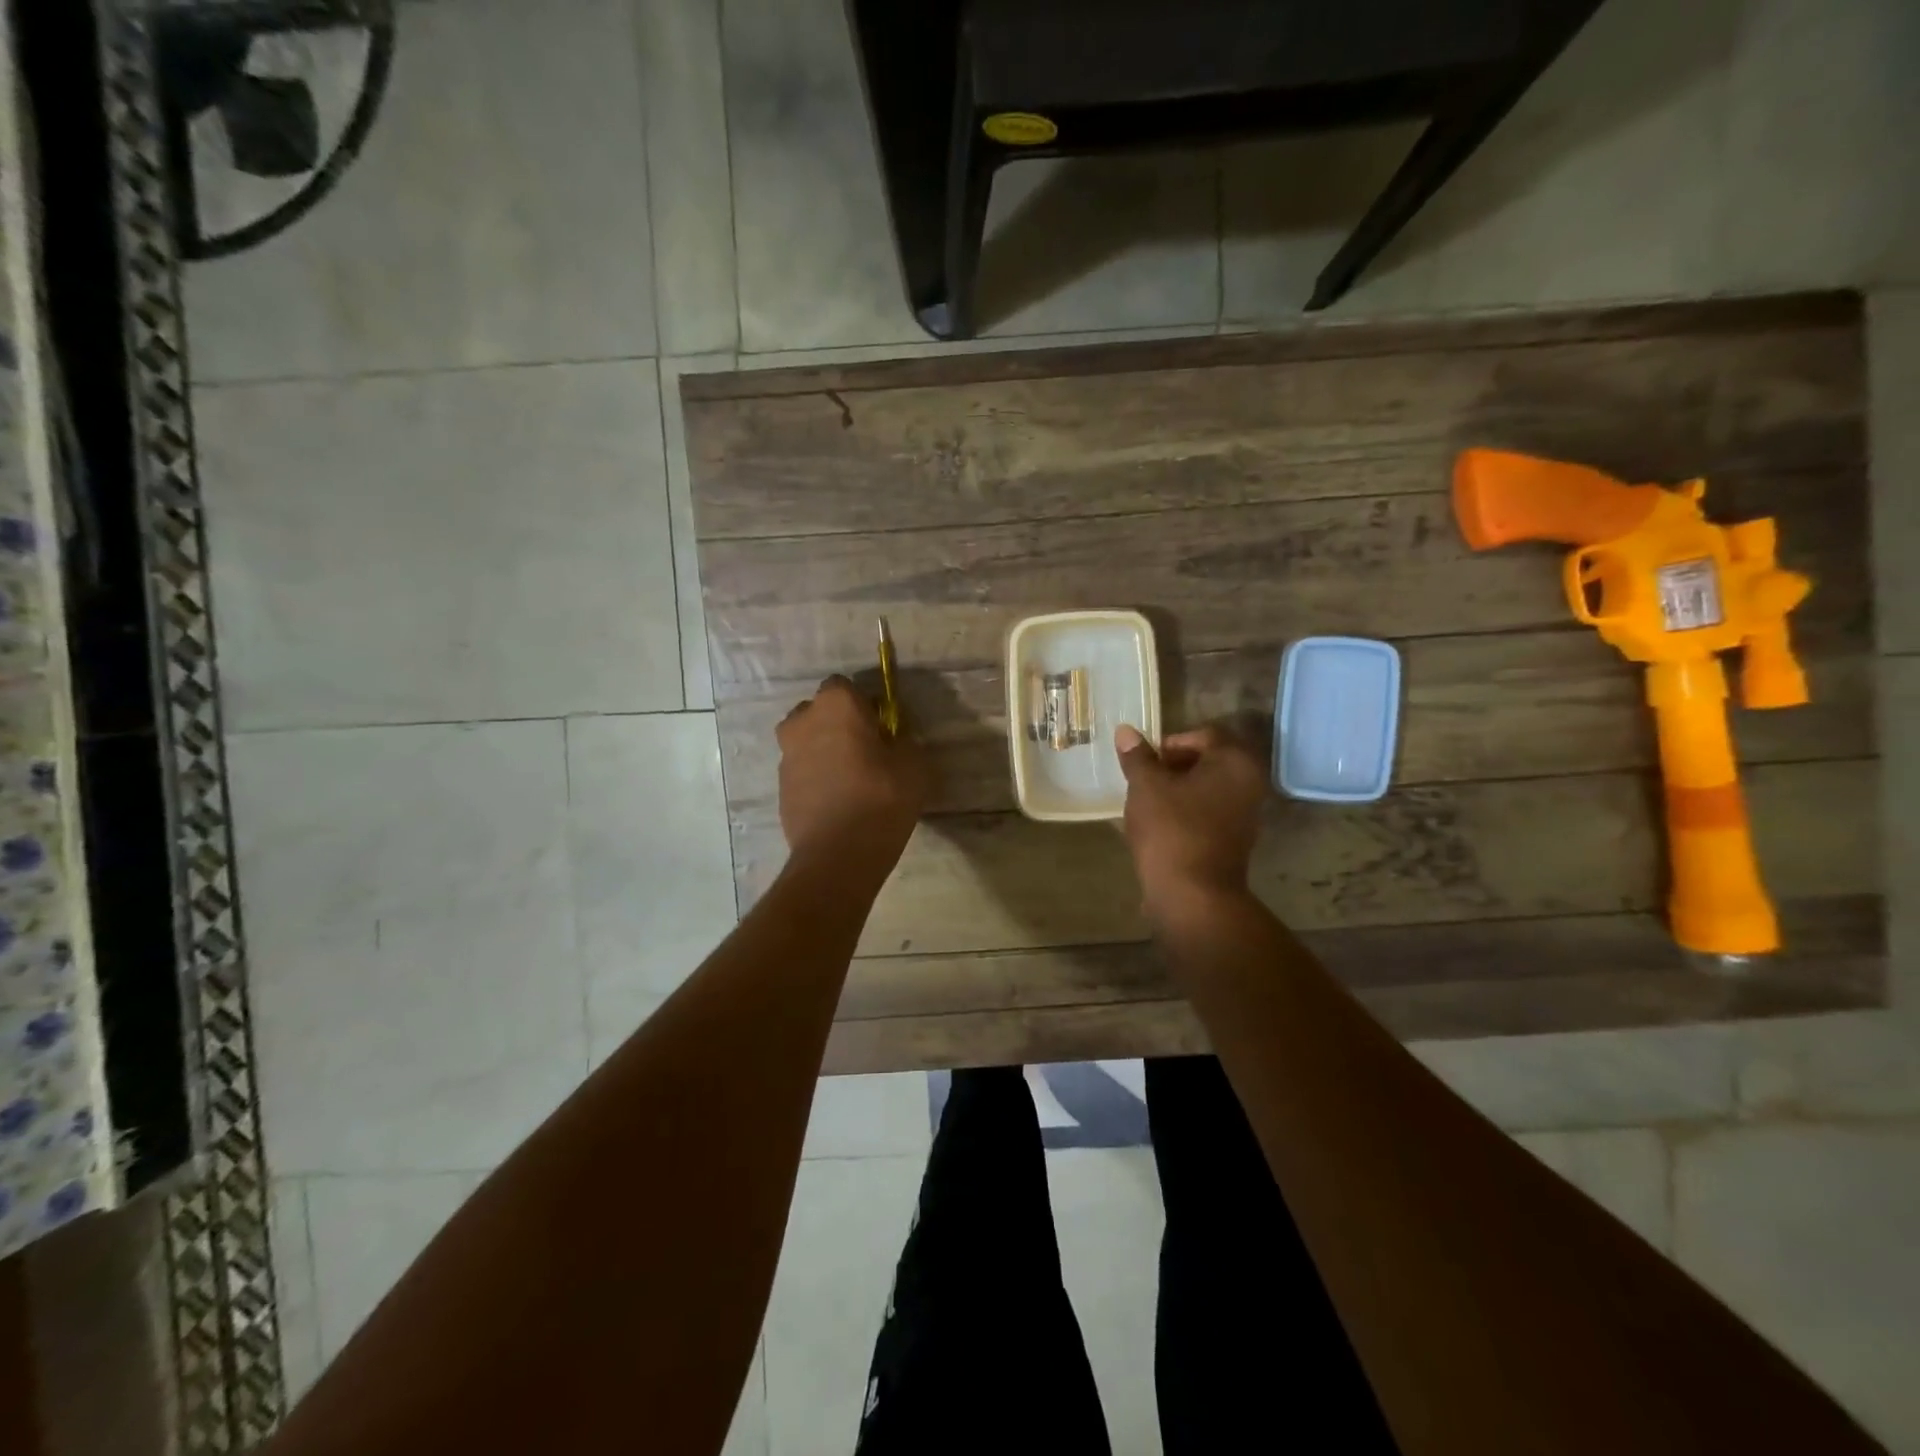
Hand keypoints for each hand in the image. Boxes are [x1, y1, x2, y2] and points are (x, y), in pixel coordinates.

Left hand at [777, 676, 929, 868]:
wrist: (838, 854)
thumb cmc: (881, 798)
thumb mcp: (914, 763)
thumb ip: (904, 739)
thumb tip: (894, 737)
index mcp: (835, 704)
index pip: (846, 686)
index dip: (864, 704)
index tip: (881, 727)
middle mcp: (803, 721)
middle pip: (821, 712)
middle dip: (839, 724)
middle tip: (867, 751)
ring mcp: (786, 755)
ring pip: (808, 741)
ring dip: (825, 751)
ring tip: (852, 780)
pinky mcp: (780, 786)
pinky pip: (803, 770)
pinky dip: (817, 778)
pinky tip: (838, 802)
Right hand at [1114, 723, 1266, 918]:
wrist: (1193, 895)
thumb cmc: (1171, 830)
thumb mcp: (1146, 787)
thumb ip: (1137, 757)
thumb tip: (1126, 731)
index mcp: (1235, 762)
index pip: (1204, 735)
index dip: (1170, 744)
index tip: (1146, 762)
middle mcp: (1250, 783)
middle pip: (1208, 761)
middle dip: (1174, 767)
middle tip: (1144, 781)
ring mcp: (1246, 814)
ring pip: (1208, 788)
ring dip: (1179, 790)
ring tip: (1148, 803)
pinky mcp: (1236, 840)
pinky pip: (1209, 812)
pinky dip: (1187, 812)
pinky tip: (1161, 825)